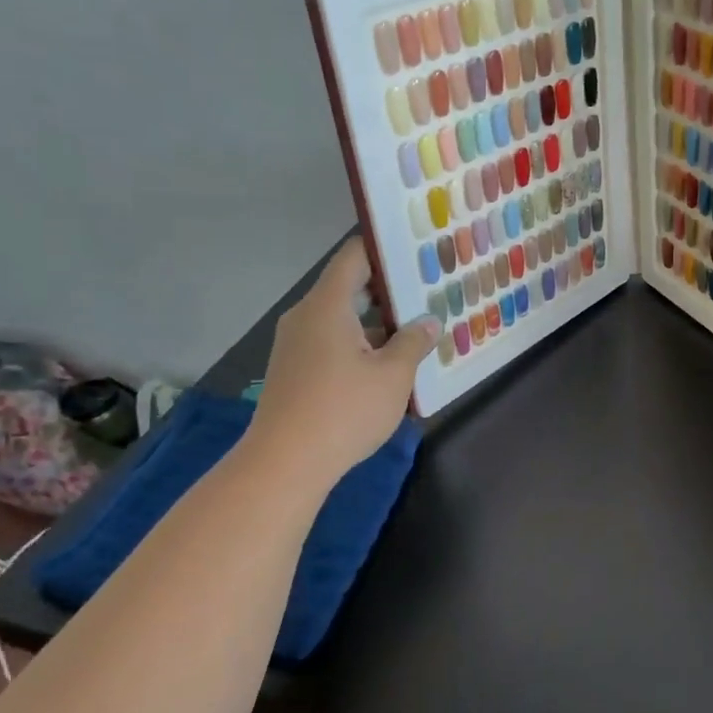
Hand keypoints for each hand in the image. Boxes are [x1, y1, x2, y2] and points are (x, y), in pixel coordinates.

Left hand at [246, 240, 438, 491]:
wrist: (285, 464)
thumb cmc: (344, 411)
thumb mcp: (393, 376)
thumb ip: (413, 342)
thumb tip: (428, 322)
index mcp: (327, 305)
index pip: (354, 256)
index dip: (384, 248)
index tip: (416, 250)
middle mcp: (306, 316)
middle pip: (348, 287)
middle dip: (388, 291)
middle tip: (428, 293)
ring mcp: (295, 344)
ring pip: (341, 319)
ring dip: (376, 323)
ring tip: (416, 331)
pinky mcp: (294, 370)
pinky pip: (331, 342)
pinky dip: (359, 344)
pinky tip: (387, 364)